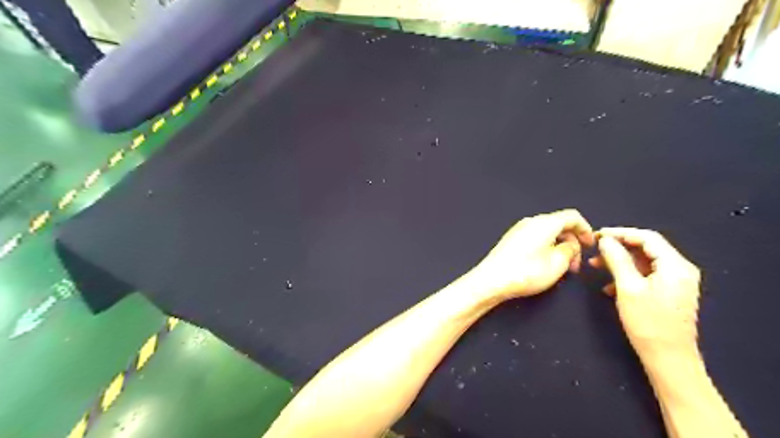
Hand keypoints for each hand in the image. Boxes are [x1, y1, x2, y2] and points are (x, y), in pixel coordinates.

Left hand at [472, 208, 594, 299]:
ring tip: (562, 268)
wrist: (491, 280)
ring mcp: (518, 230)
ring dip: (559, 247)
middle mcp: (531, 221)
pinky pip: (535, 238)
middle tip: (576, 264)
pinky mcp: (511, 240)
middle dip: (572, 242)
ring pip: (547, 233)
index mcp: (545, 223)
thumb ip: (571, 250)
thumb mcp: (558, 263)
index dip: (586, 229)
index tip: (591, 246)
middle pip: (559, 225)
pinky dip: (546, 248)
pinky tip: (545, 265)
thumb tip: (570, 245)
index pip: (572, 216)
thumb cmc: (526, 272)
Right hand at [592, 227, 700, 361]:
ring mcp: (676, 282)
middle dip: (618, 247)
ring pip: (643, 262)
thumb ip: (617, 259)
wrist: (668, 359)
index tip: (597, 235)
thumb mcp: (627, 288)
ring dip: (619, 262)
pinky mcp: (669, 292)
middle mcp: (680, 270)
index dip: (620, 233)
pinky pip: (646, 275)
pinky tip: (609, 286)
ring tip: (596, 265)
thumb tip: (606, 240)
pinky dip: (627, 275)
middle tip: (594, 249)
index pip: (647, 238)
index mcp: (675, 266)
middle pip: (646, 248)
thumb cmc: (647, 323)